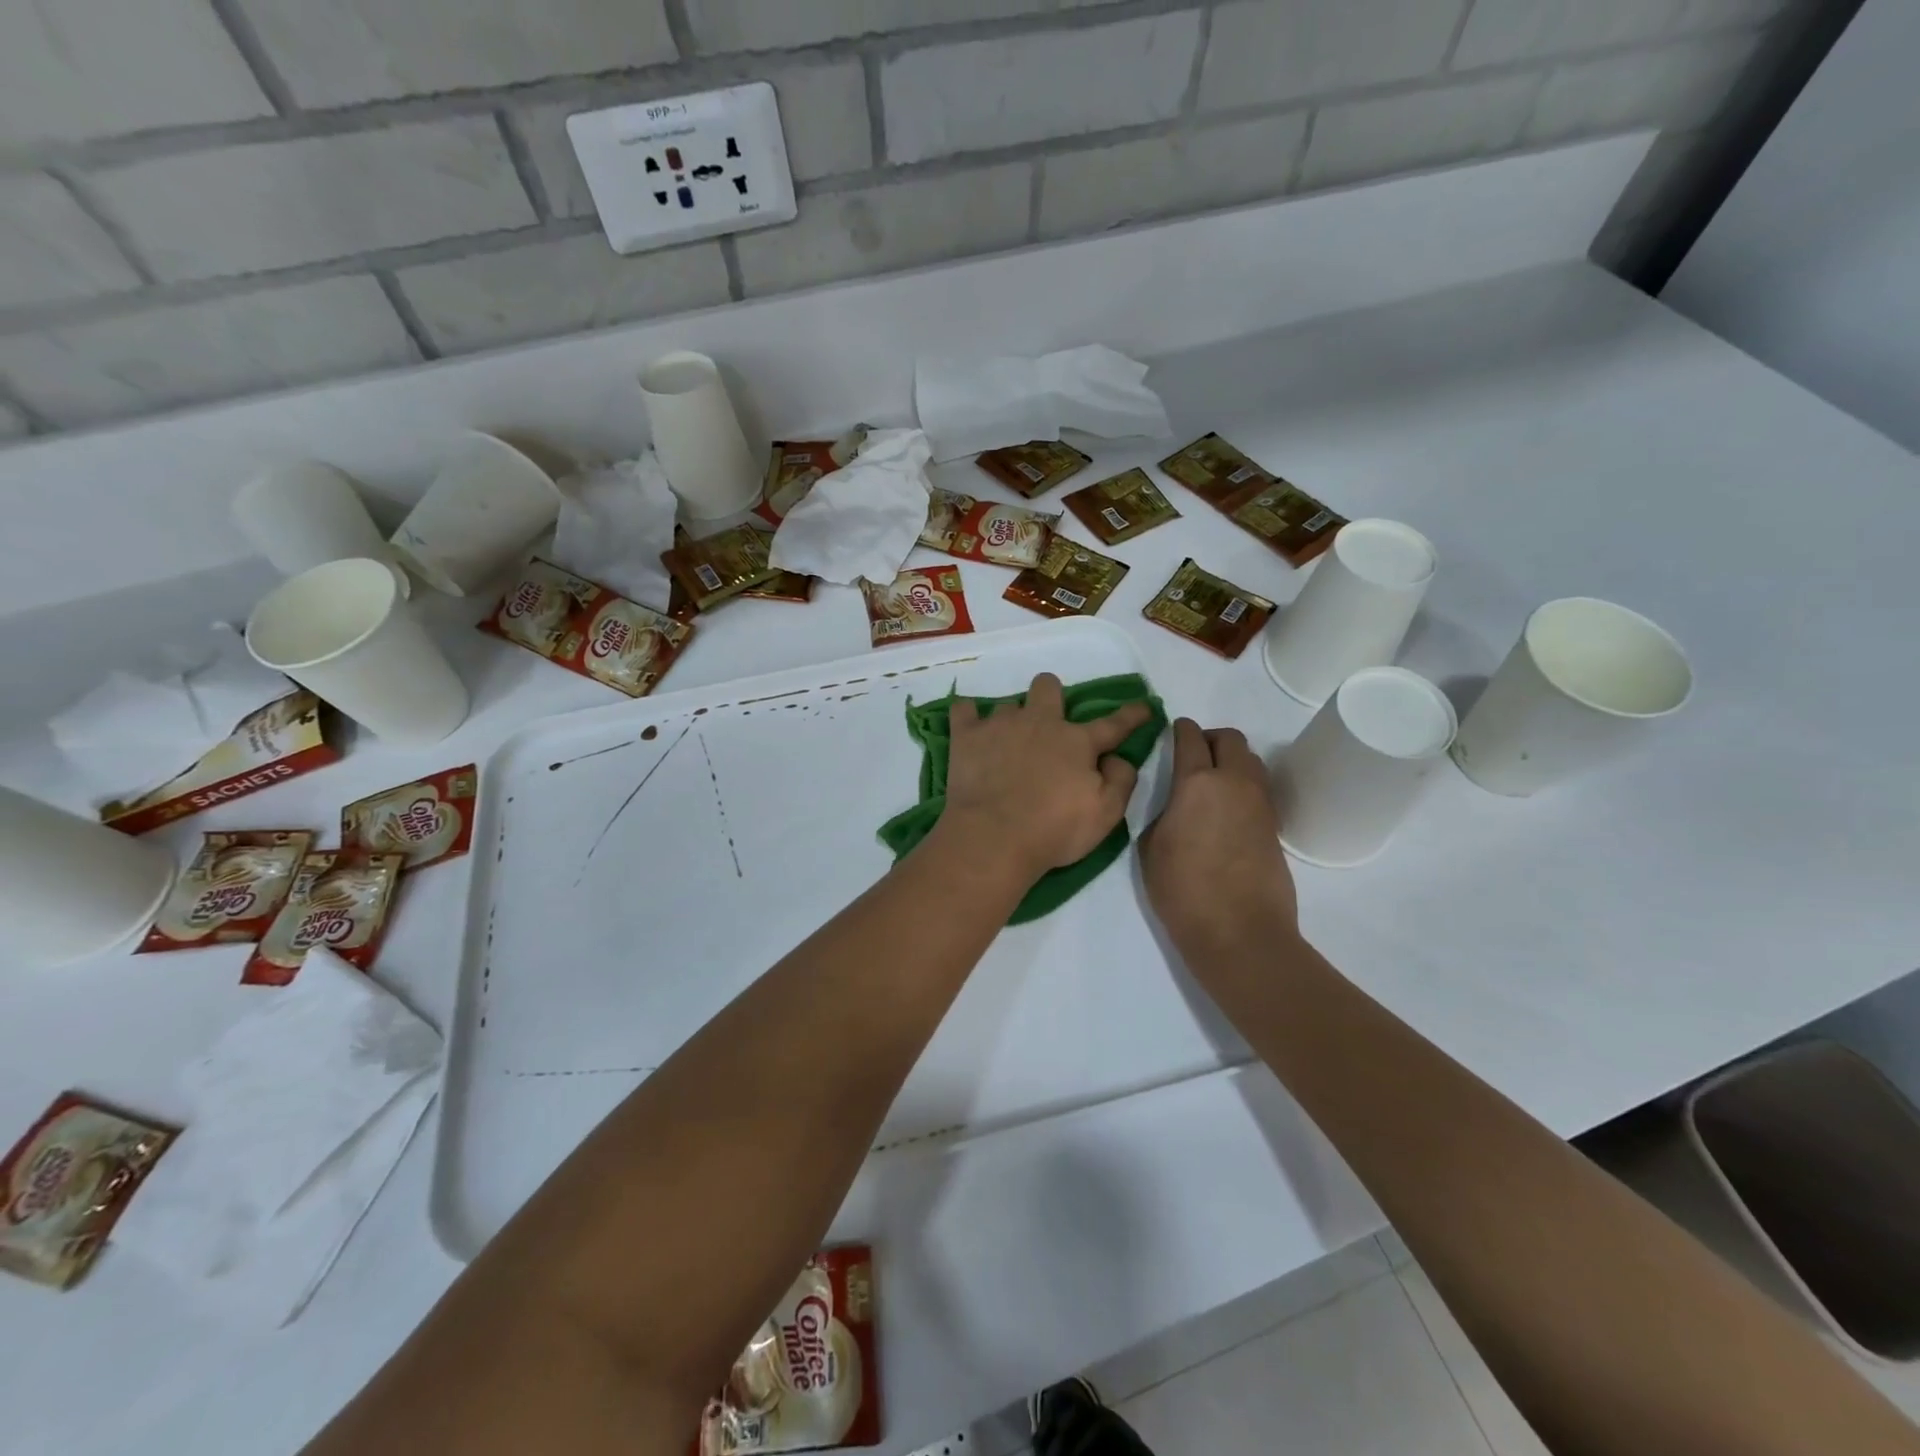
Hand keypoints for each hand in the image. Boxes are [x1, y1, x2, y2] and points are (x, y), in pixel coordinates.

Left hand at [935, 673, 1151, 882]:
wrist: (994, 837)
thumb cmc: (1054, 829)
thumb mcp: (1106, 814)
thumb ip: (1121, 781)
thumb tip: (1117, 758)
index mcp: (1076, 741)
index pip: (1113, 724)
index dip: (1131, 715)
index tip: (1144, 707)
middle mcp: (1039, 723)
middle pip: (1048, 687)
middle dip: (1051, 696)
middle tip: (1049, 722)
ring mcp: (1000, 725)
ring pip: (1008, 704)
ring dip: (1012, 720)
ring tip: (1007, 744)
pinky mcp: (966, 737)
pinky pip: (964, 710)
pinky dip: (968, 717)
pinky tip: (971, 731)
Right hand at [1141, 719, 1298, 957]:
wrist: (1239, 932)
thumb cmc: (1183, 890)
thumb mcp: (1150, 848)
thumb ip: (1162, 814)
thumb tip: (1178, 807)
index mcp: (1197, 782)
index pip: (1191, 738)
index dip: (1180, 729)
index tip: (1173, 730)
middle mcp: (1234, 782)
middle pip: (1230, 739)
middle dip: (1211, 738)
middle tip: (1193, 755)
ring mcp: (1260, 804)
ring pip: (1251, 761)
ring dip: (1232, 760)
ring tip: (1212, 782)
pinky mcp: (1274, 827)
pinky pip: (1259, 789)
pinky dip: (1243, 786)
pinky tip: (1227, 810)